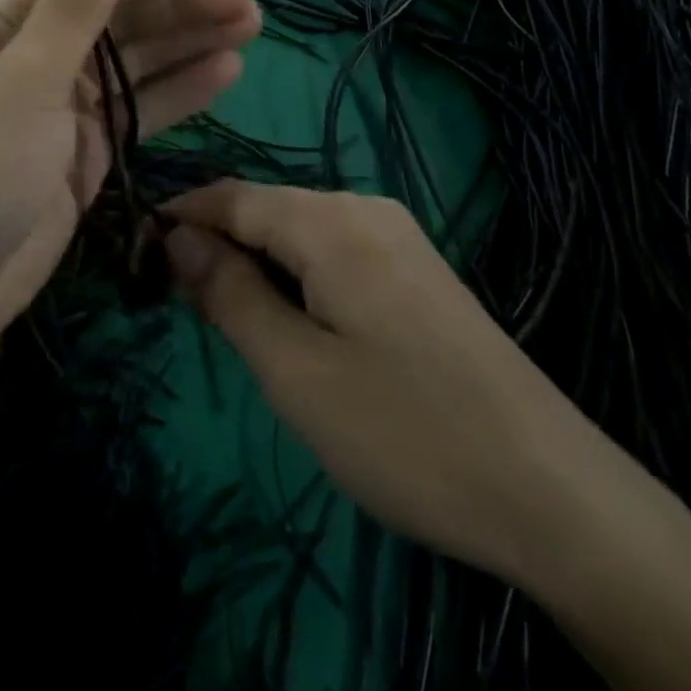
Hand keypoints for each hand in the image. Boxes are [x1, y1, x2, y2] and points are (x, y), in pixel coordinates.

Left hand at [0, 0, 259, 365]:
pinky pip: (140, 109)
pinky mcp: (86, 150)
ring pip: (138, 62)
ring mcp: (64, 104)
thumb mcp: (21, 82)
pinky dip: (180, 91)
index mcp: (8, 21)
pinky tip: (224, 70)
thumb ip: (72, 10)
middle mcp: (38, 53)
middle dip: (182, 3)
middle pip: (122, 18)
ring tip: (250, 23)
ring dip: (190, 40)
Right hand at [164, 182, 606, 590]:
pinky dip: (295, 272)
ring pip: (298, 229)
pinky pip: (333, 248)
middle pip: (265, 208)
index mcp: (330, 220)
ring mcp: (397, 235)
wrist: (555, 493)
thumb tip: (175, 235)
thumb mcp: (295, 371)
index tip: (136, 253)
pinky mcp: (416, 267)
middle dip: (216, 242)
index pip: (231, 197)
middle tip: (178, 300)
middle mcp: (363, 207)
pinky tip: (291, 317)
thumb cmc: (406, 432)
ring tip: (227, 314)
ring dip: (254, 260)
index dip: (179, 217)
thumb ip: (229, 293)